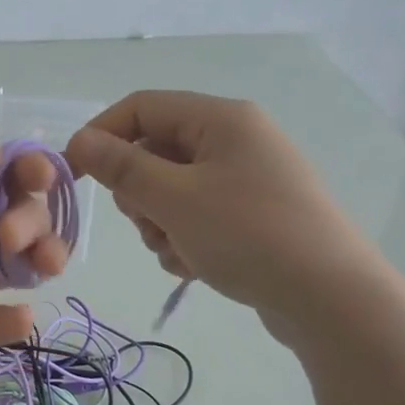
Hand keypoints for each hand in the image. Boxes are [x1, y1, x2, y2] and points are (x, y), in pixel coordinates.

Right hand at [66, 91, 374, 342]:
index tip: (74, 174)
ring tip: (178, 252)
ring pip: (172, 190)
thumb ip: (123, 167)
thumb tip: (80, 140)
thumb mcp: (175, 199)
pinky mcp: (253, 216)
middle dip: (138, 192)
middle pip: (156, 151)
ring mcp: (247, 180)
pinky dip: (185, 239)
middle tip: (147, 222)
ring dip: (160, 223)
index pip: (142, 107)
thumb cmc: (248, 235)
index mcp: (221, 119)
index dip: (102, 135)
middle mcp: (236, 140)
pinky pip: (197, 216)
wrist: (329, 298)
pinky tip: (195, 267)